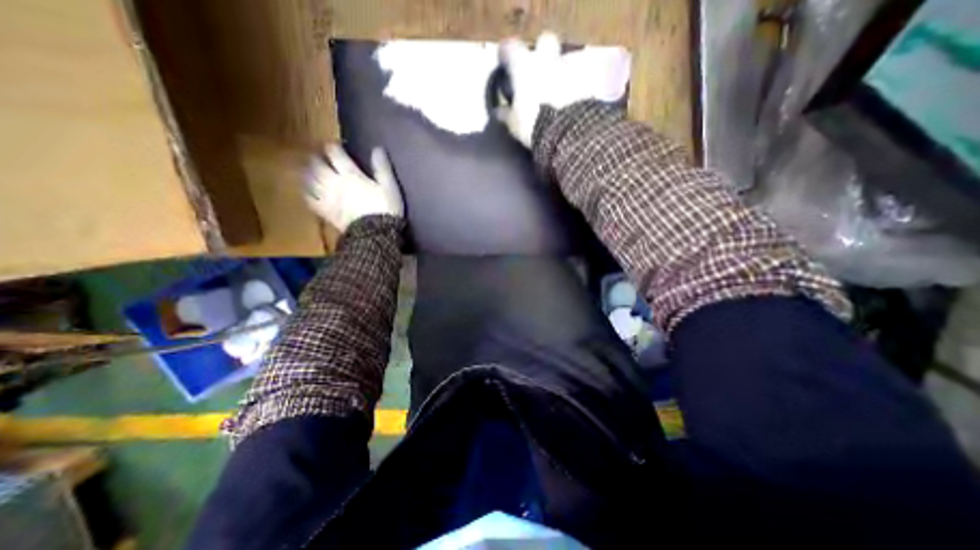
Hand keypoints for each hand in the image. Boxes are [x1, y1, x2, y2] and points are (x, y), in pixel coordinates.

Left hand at [304, 144, 402, 228]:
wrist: (375, 233)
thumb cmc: (385, 208)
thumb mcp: (389, 187)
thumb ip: (382, 168)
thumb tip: (378, 148)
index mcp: (351, 175)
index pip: (337, 155)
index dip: (333, 147)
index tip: (333, 144)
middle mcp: (335, 182)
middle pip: (319, 165)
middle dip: (316, 157)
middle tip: (315, 154)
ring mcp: (327, 197)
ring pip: (310, 179)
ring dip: (307, 171)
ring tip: (306, 168)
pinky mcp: (325, 211)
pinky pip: (310, 200)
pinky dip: (305, 193)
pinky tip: (305, 190)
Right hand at [500, 32, 632, 144]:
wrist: (566, 132)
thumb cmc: (533, 125)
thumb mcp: (514, 124)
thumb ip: (506, 114)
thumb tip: (500, 112)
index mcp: (524, 67)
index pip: (510, 48)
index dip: (507, 55)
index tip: (505, 63)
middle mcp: (546, 59)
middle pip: (545, 41)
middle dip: (542, 51)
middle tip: (538, 70)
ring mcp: (568, 68)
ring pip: (564, 59)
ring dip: (560, 70)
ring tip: (557, 89)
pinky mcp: (586, 80)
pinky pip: (580, 77)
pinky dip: (575, 85)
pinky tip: (571, 100)